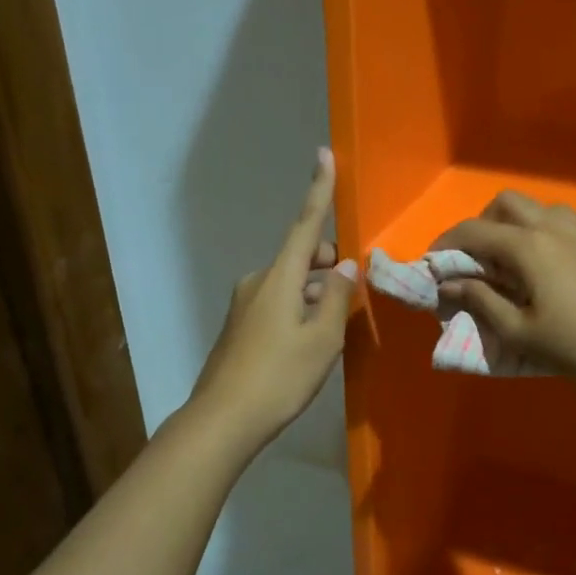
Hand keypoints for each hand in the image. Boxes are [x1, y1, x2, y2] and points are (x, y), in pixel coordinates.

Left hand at [191, 148, 356, 449]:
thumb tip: (346, 269)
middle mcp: (259, 282)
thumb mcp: (323, 340)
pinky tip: (309, 341)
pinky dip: (300, 309)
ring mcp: (245, 305)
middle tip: (351, 293)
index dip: (318, 190)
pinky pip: (278, 303)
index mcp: (280, 278)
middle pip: (301, 258)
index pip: (306, 225)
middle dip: (328, 265)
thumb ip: (338, 300)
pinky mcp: (240, 327)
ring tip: (335, 328)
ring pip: (292, 285)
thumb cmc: (280, 376)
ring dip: (316, 293)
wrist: (223, 419)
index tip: (324, 155)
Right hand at [432, 191, 575, 391]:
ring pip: (537, 208)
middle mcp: (552, 226)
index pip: (473, 232)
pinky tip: (544, 267)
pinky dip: (540, 231)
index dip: (446, 245)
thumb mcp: (520, 332)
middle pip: (505, 204)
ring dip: (513, 225)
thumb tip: (450, 283)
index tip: (432, 266)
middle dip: (481, 225)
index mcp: (528, 246)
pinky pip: (561, 221)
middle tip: (474, 262)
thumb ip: (481, 302)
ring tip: (509, 263)